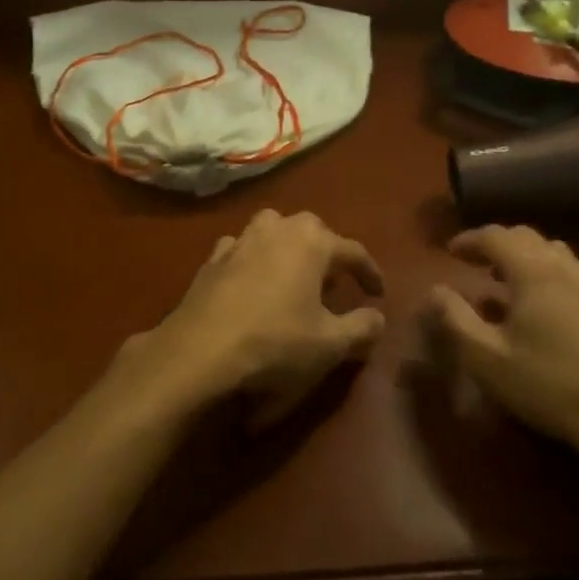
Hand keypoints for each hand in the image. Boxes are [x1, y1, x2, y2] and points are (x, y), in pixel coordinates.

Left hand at [110, 210, 386, 427]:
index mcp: (311, 241)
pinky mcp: (211, 260)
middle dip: (326, 252)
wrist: (200, 351)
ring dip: (286, 248)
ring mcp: (239, 241)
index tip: (378, 294)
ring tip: (293, 276)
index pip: (352, 251)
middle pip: (310, 231)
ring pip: (272, 232)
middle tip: (334, 282)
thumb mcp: (330, 344)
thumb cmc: (275, 342)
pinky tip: (251, 282)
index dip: (369, 273)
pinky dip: (252, 261)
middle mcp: (276, 229)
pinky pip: (240, 251)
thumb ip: (362, 327)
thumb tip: (377, 317)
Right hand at [423, 225, 578, 477]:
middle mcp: (563, 269)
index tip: (448, 251)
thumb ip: (455, 319)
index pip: (496, 237)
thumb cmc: (545, 384)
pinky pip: (569, 270)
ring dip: (523, 255)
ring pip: (552, 251)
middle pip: (526, 237)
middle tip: (473, 261)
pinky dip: (544, 270)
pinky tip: (537, 302)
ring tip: (502, 277)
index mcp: (533, 274)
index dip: (469, 239)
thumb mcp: (485, 357)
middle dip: (496, 242)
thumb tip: (434, 290)